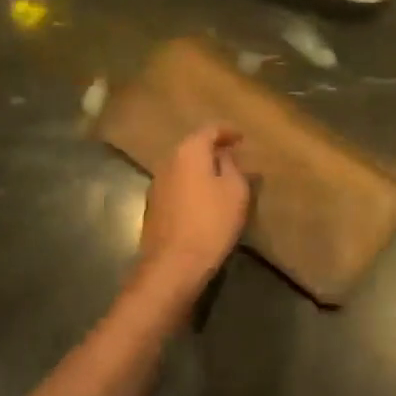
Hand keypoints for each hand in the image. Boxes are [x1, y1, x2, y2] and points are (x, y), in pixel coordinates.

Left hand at [132, 124, 249, 301]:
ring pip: (183, 167)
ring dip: (202, 169)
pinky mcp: (153, 207)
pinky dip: (192, 186)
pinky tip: (204, 200)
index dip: (228, 132)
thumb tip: (225, 156)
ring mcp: (157, 185)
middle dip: (214, 150)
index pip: (210, 130)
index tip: (242, 138)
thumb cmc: (210, 222)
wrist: (173, 266)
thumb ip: (233, 167)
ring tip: (222, 180)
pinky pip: (177, 186)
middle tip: (234, 158)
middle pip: (193, 147)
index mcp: (189, 152)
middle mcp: (168, 162)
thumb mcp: (235, 192)